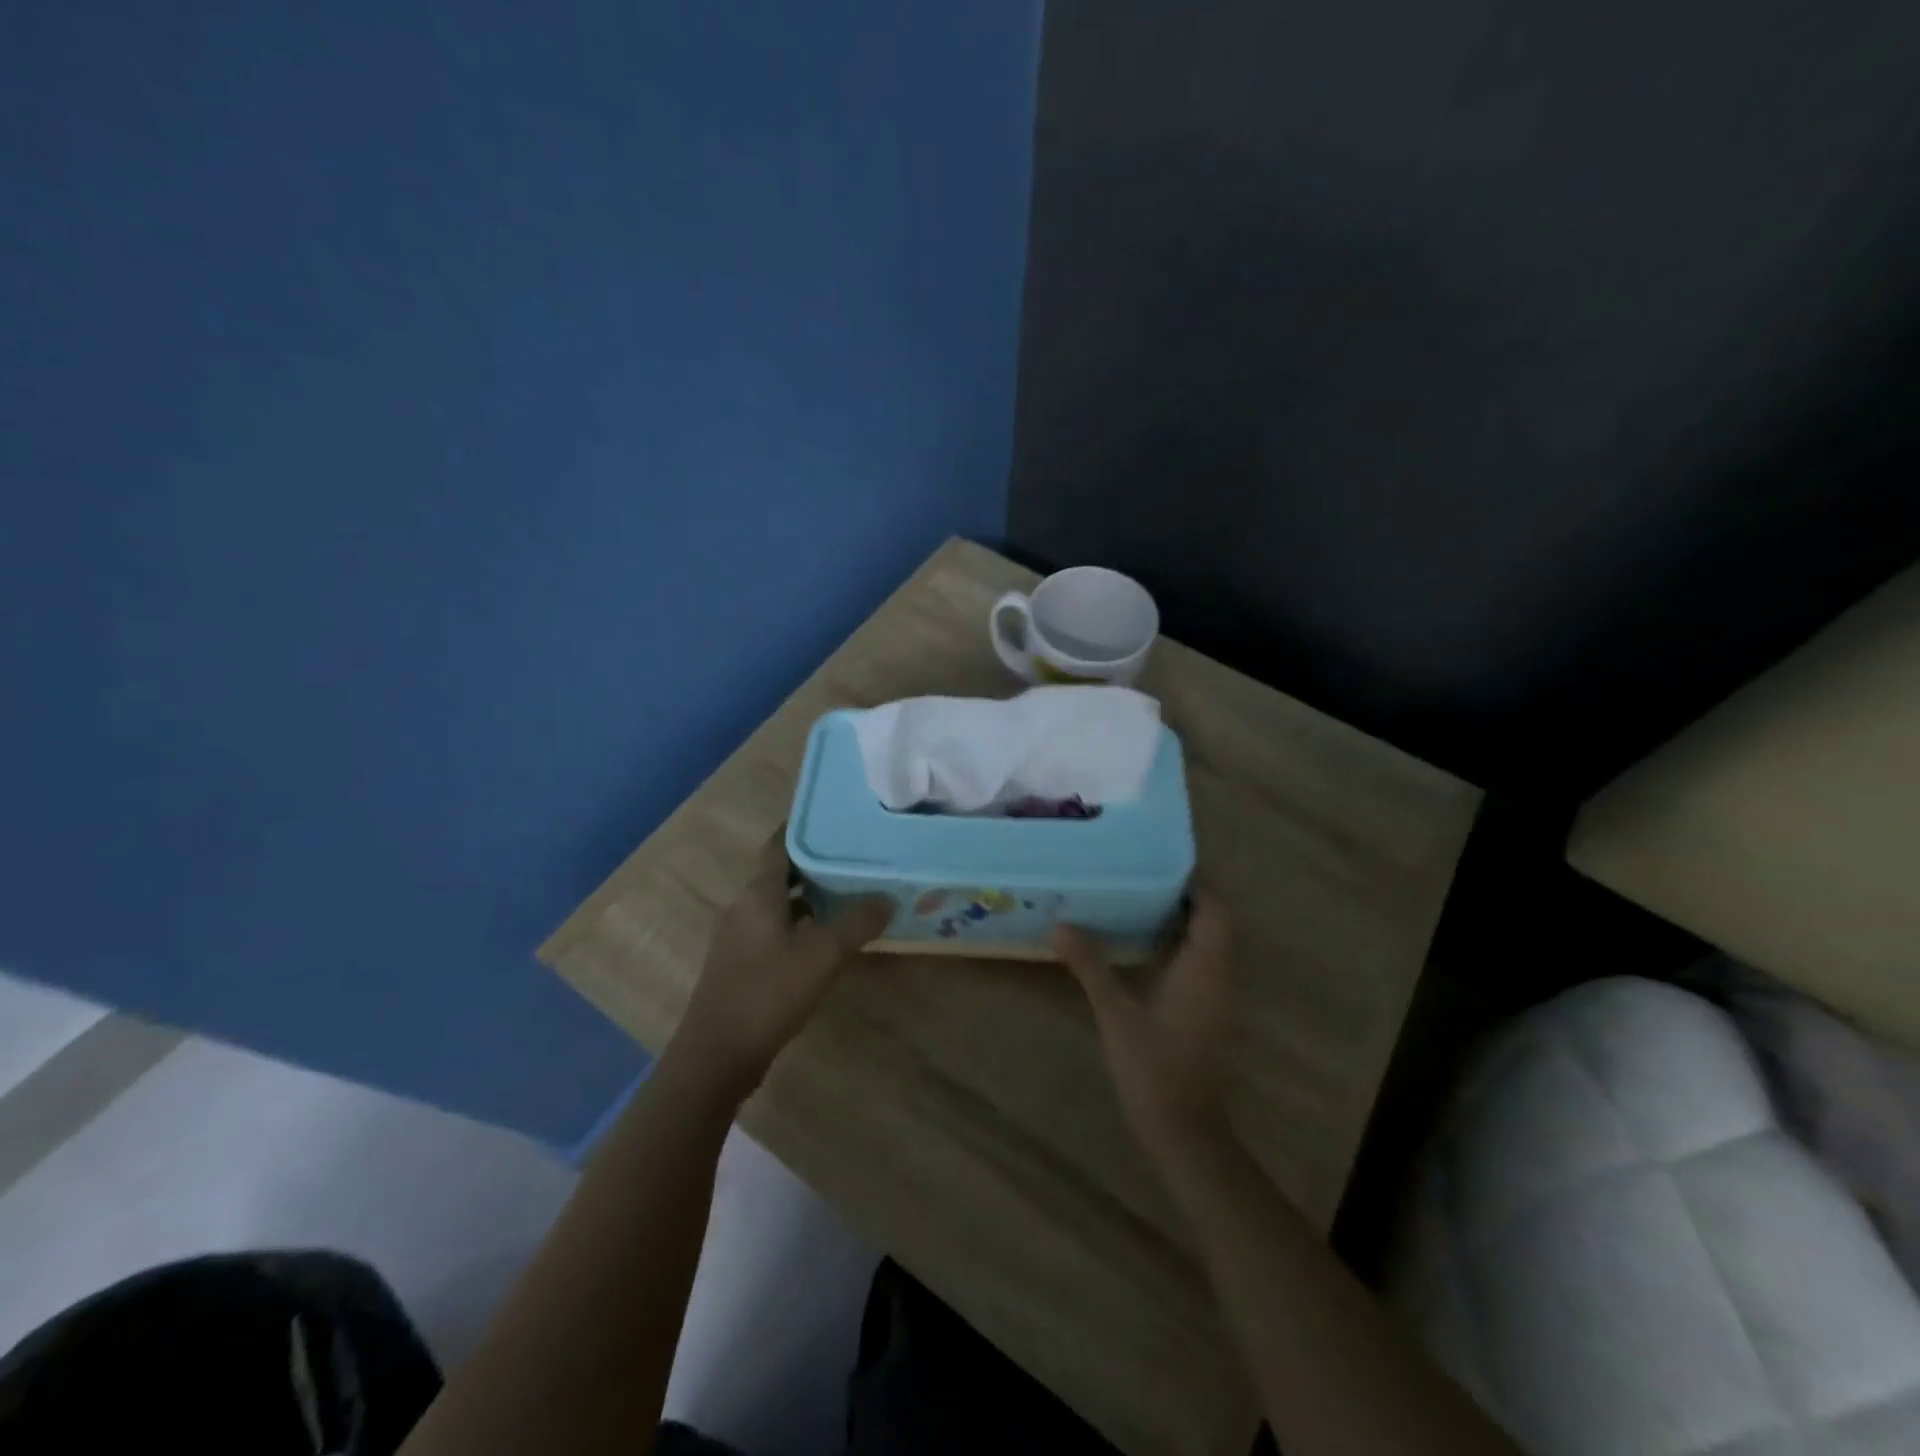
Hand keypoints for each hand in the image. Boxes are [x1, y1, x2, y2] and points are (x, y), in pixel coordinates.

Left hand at [672, 837, 892, 1093]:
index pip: (780, 844)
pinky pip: (776, 928)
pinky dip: (802, 922)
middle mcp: (744, 906)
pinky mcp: (742, 963)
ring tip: (850, 889)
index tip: (837, 818)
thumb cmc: (768, 992)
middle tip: (855, 853)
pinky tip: (827, 935)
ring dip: (810, 894)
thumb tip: (888, 898)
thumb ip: (857, 923)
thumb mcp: (822, 955)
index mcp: (758, 893)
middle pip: (781, 871)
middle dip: (816, 861)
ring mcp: (740, 936)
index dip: (805, 827)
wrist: (717, 1055)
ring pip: (779, 902)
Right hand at [1053, 890, 1237, 1163]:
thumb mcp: (1115, 1014)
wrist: (1185, 1132)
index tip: (1157, 865)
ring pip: (1211, 945)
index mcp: (1206, 968)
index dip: (1194, 884)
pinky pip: (1205, 966)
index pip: (1216, 910)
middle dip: (1184, 898)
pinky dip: (1182, 948)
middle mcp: (1222, 977)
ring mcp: (1220, 998)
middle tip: (1138, 879)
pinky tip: (1145, 948)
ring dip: (1183, 923)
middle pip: (1215, 923)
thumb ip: (1090, 966)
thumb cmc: (1153, 1068)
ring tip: (1137, 903)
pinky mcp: (1212, 1015)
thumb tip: (1060, 925)